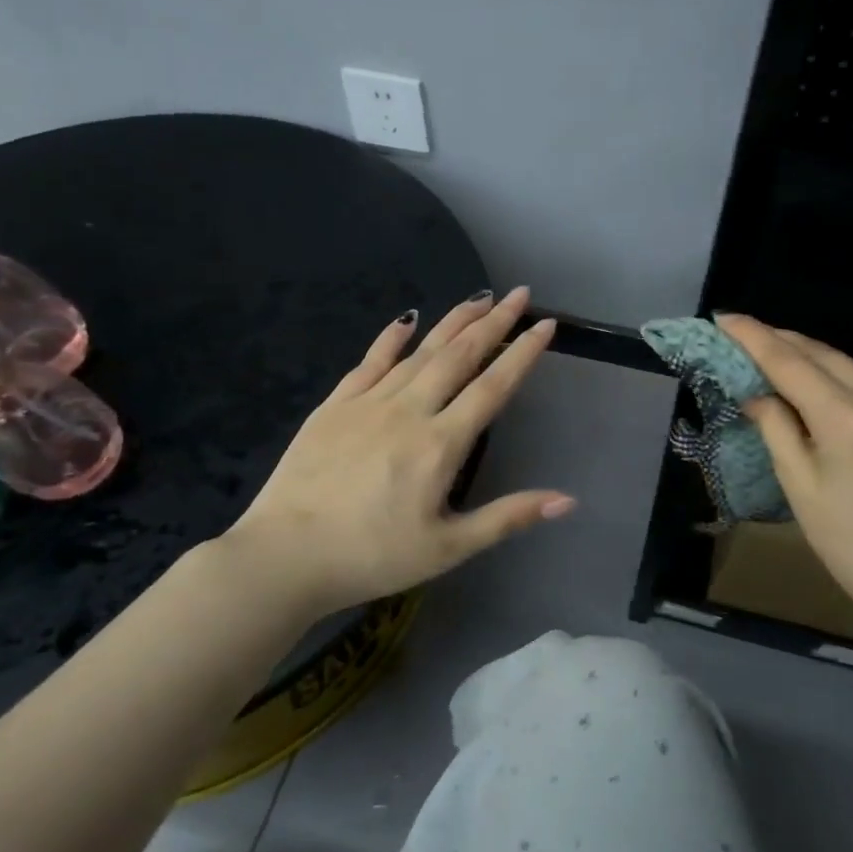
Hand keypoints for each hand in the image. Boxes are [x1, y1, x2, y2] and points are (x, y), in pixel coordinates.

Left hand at [220, 287, 574, 617]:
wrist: (284, 557)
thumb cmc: (373, 557)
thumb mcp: (449, 548)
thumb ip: (508, 518)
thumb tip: (567, 501)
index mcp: (440, 444)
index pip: (492, 387)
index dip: (522, 353)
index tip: (545, 324)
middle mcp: (408, 411)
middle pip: (458, 356)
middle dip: (493, 322)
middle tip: (519, 294)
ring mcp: (367, 404)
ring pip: (419, 351)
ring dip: (452, 322)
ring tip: (479, 298)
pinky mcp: (333, 407)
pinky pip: (369, 362)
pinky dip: (391, 338)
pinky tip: (406, 319)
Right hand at [716, 315, 852, 613]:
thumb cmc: (848, 541)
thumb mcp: (799, 485)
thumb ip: (776, 428)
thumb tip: (757, 393)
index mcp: (848, 418)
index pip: (790, 363)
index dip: (754, 338)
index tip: (725, 318)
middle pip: (824, 354)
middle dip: (782, 341)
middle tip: (745, 334)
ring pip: (851, 368)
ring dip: (812, 360)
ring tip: (777, 358)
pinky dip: (842, 383)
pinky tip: (824, 392)